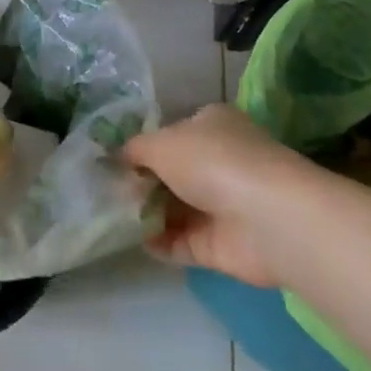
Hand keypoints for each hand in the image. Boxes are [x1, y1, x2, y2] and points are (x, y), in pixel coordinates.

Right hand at [124, 104, 334, 286]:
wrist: (266, 220)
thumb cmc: (213, 162)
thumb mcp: (160, 143)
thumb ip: (134, 149)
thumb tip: (116, 157)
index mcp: (212, 126)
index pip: (173, 132)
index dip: (144, 144)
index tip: (112, 158)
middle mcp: (220, 162)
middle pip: (171, 172)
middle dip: (140, 181)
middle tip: (104, 188)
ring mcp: (222, 205)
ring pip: (174, 208)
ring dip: (144, 212)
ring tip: (106, 213)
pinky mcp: (220, 245)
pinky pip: (179, 242)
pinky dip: (156, 241)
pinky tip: (129, 238)